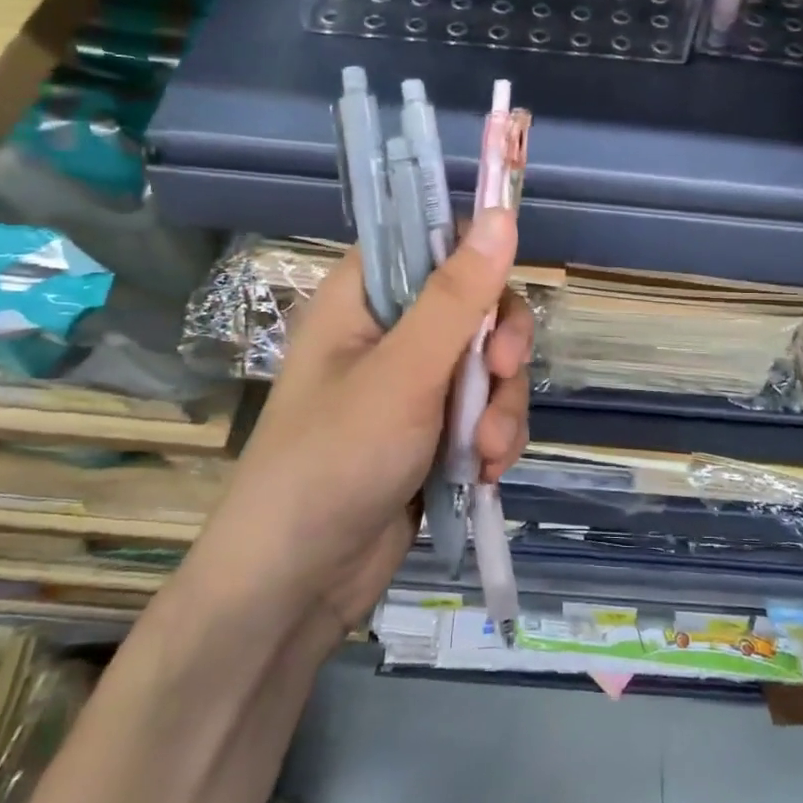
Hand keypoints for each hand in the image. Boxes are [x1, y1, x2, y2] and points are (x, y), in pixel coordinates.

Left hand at [196, 208, 534, 639]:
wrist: (296, 587)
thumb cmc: (334, 462)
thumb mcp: (404, 373)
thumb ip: (458, 297)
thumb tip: (502, 215)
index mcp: (365, 299)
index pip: (432, 243)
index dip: (477, 256)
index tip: (505, 288)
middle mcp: (391, 334)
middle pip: (477, 307)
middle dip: (501, 348)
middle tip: (504, 374)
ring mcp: (414, 387)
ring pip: (490, 366)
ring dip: (501, 407)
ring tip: (487, 454)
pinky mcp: (433, 434)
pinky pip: (486, 413)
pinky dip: (494, 439)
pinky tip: (485, 474)